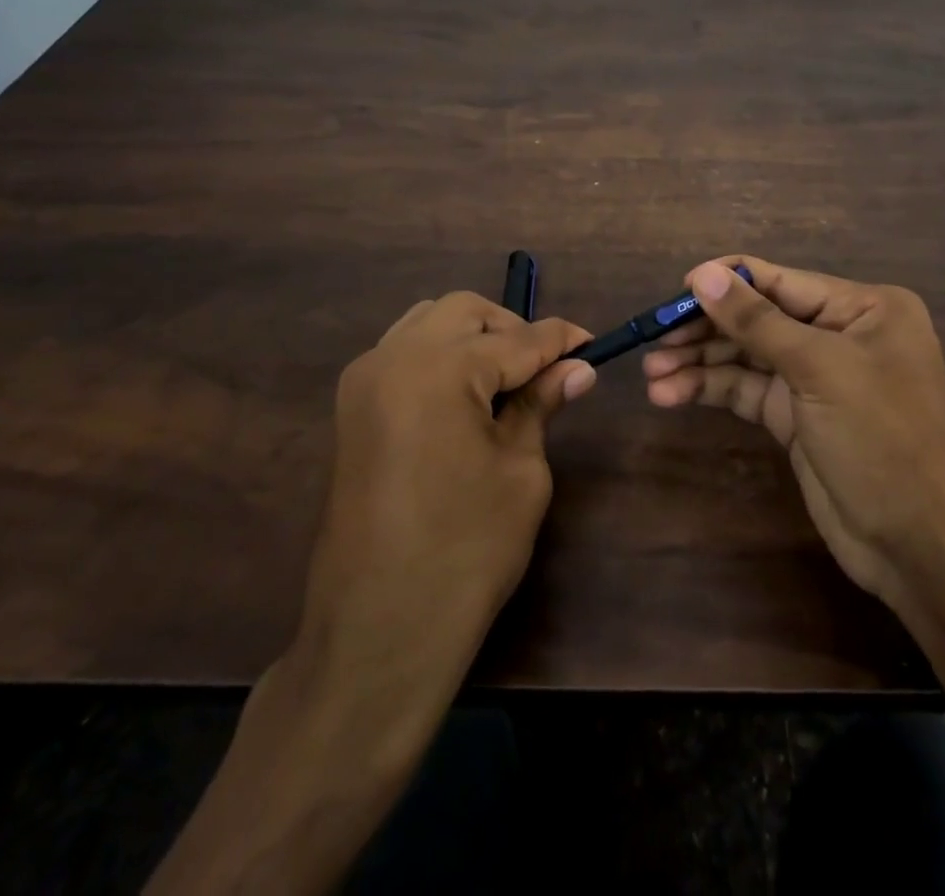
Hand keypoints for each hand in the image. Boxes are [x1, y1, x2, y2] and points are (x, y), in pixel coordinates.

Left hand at [148, 293, 593, 895]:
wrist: (379, 631)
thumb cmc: (466, 552)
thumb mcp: (520, 471)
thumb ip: (540, 405)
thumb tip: (577, 367)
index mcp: (438, 369)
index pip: (517, 338)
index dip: (560, 340)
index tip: (592, 344)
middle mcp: (392, 357)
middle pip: (464, 312)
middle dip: (511, 329)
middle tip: (546, 368)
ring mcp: (364, 381)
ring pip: (427, 323)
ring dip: (472, 337)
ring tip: (507, 381)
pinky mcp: (352, 408)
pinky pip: (403, 353)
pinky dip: (440, 356)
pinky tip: (466, 396)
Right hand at [641, 257, 944, 615]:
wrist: (919, 545)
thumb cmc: (882, 438)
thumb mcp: (818, 370)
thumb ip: (756, 321)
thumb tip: (702, 274)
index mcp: (862, 308)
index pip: (781, 281)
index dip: (726, 283)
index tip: (674, 293)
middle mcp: (840, 334)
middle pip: (759, 318)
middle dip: (706, 330)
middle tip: (654, 341)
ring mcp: (817, 378)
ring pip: (747, 356)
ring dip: (700, 363)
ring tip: (652, 374)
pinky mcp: (797, 416)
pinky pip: (748, 390)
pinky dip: (712, 390)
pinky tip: (672, 394)